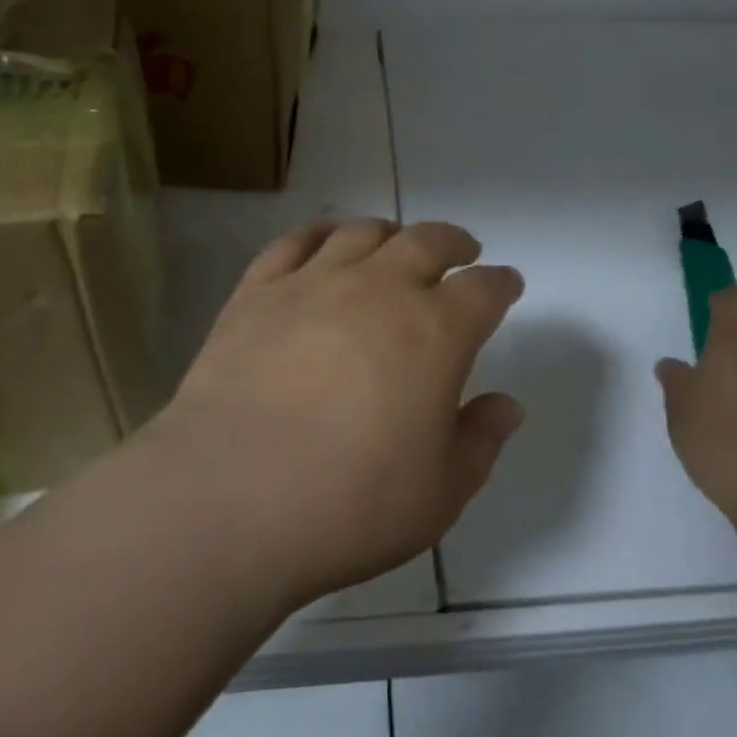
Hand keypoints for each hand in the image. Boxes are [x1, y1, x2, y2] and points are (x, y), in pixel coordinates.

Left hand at [156, 218, 524, 607]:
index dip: (500, 283)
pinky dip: (319, 234)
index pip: (483, 289)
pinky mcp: (258, 292)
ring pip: (362, 232)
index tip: (506, 284)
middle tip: (462, 250)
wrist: (229, 499)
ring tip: (395, 243)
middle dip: (453, 242)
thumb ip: (480, 440)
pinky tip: (325, 243)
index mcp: (435, 332)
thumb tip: (507, 404)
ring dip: (390, 232)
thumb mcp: (440, 493)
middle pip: (427, 241)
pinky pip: (294, 242)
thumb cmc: (350, 504)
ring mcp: (313, 283)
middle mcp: (379, 289)